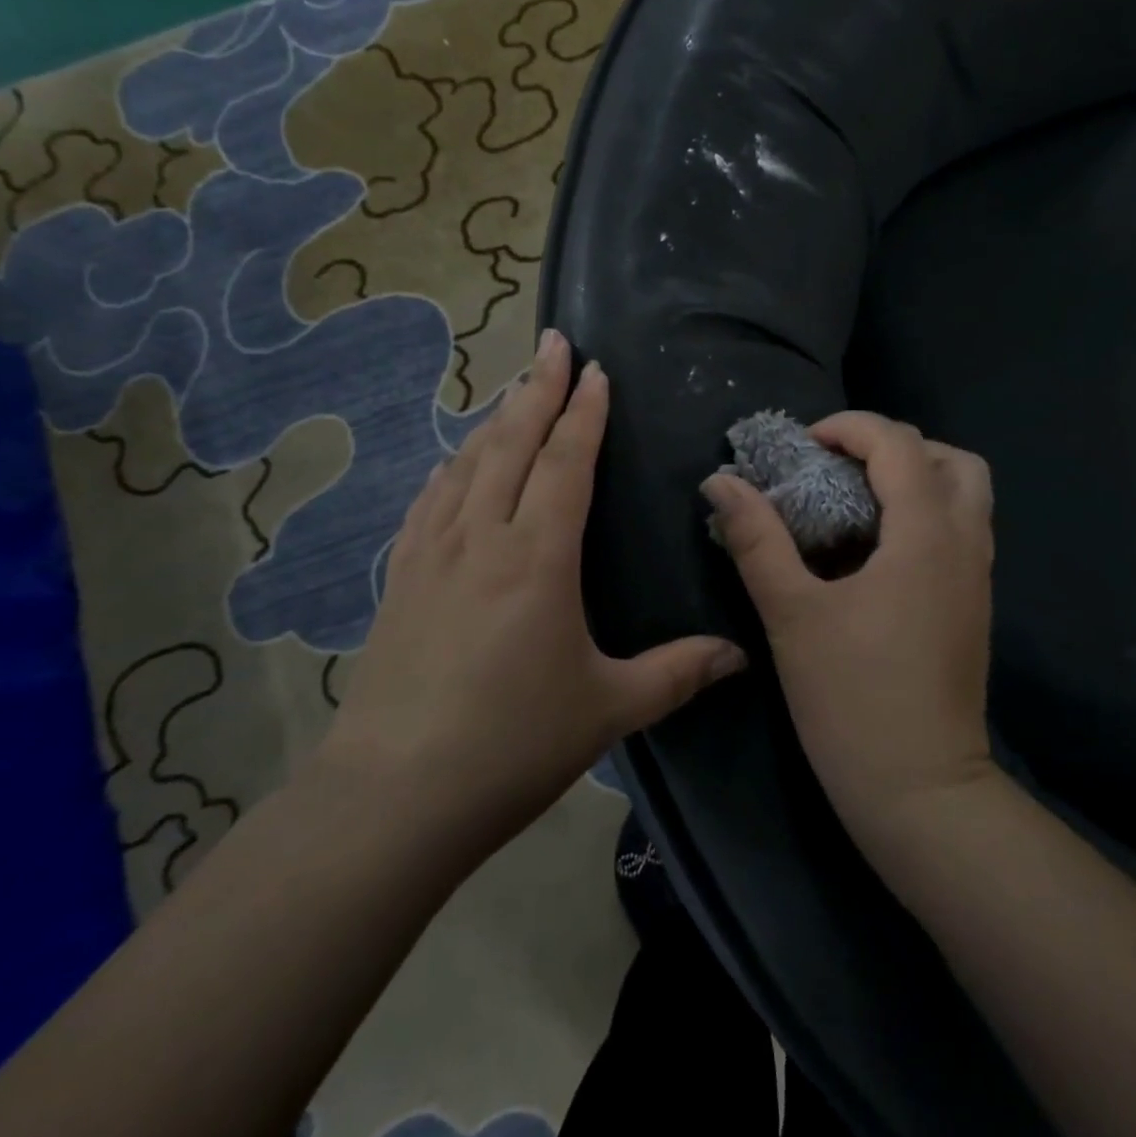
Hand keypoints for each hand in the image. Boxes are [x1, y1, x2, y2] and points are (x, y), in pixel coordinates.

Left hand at [316, 329, 746, 861]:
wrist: (395, 793)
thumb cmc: (512, 745)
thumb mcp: (607, 710)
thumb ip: (677, 673)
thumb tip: (740, 655)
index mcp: (537, 557)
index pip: (565, 462)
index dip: (583, 412)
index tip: (594, 371)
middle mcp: (482, 537)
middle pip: (512, 443)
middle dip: (538, 388)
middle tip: (553, 343)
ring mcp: (433, 554)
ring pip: (467, 464)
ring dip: (495, 420)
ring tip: (514, 389)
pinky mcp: (401, 578)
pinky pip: (430, 501)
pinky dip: (451, 468)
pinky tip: (454, 464)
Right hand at [703, 412, 995, 849]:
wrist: (922, 793)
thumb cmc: (852, 699)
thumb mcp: (791, 614)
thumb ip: (756, 540)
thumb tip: (720, 481)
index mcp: (926, 535)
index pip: (900, 444)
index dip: (850, 428)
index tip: (804, 447)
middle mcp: (965, 544)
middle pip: (952, 459)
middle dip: (895, 447)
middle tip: (840, 468)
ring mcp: (978, 578)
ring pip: (965, 496)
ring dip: (915, 479)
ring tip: (855, 503)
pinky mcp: (974, 606)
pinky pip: (961, 531)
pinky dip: (924, 514)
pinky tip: (874, 551)